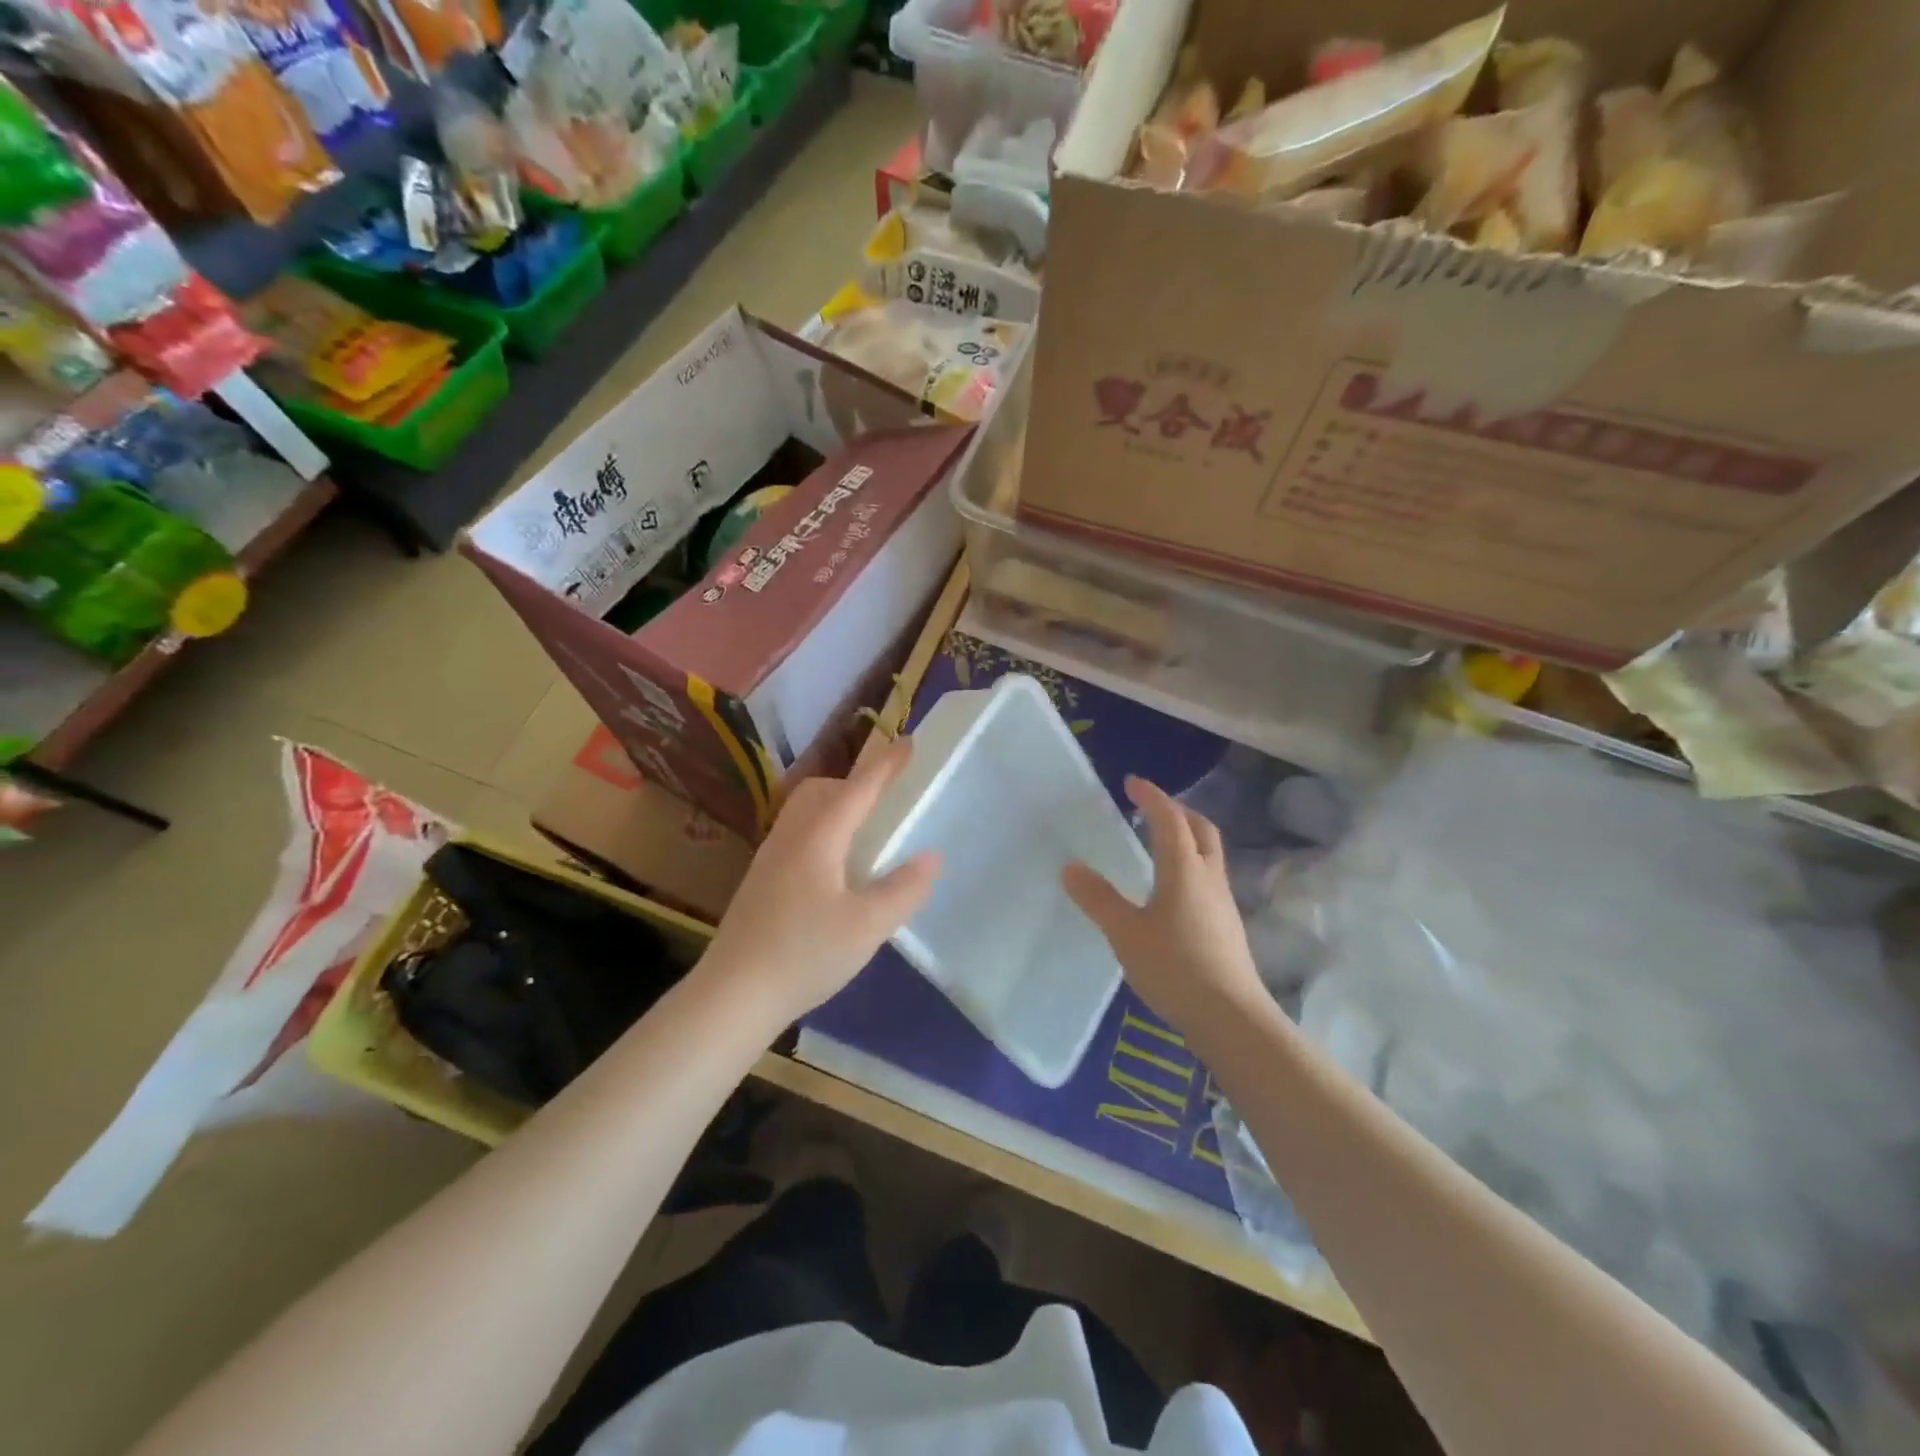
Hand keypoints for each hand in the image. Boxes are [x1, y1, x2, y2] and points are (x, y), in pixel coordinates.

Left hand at [701, 739, 938, 1023]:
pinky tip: (834, 871)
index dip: (886, 765)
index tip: (909, 742)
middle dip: (855, 784)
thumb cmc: (804, 954)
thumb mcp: (867, 926)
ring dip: (835, 807)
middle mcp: (790, 837)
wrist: (732, 995)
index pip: (859, 789)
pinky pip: (796, 835)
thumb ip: (903, 889)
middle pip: (822, 791)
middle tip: (885, 801)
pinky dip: (822, 831)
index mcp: (818, 837)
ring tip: (863, 835)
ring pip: (804, 812)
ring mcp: (769, 858)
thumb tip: (931, 856)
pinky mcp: (760, 881)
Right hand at [1062, 775, 1266, 1044]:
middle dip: (1177, 810)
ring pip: (1209, 854)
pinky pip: (1208, 878)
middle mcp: (1209, 878)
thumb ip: (1098, 899)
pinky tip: (1172, 890)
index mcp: (1185, 870)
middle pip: (1201, 829)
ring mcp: (1223, 902)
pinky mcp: (1227, 926)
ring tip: (1158, 844)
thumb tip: (1070, 867)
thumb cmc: (1175, 967)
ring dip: (1187, 837)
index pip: (1170, 819)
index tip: (1132, 782)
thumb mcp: (1126, 933)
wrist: (1232, 1017)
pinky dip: (1190, 865)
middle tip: (1150, 808)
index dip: (1152, 797)